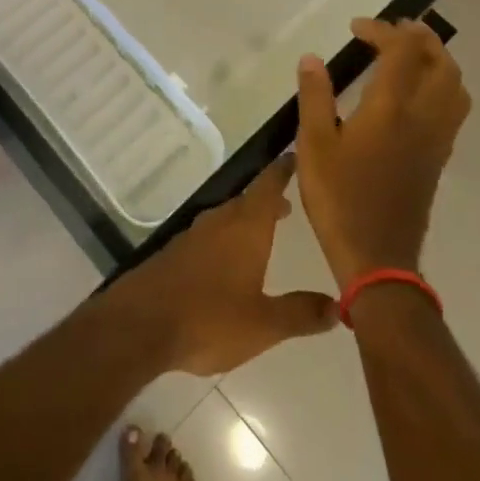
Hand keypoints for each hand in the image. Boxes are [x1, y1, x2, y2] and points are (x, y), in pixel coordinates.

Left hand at [107, 156, 335, 375]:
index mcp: (245, 228)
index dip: (282, 170)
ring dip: (246, 220)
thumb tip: (338, 305)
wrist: (141, 323)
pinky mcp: (175, 252)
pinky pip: (209, 235)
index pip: (268, 186)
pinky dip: (226, 237)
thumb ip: (301, 313)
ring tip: (264, 231)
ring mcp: (193, 235)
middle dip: (268, 200)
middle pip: (247, 200)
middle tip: (288, 205)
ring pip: (226, 217)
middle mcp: (219, 221)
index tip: (295, 156)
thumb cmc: (209, 318)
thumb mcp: (264, 324)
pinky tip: (228, 260)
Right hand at [293, 17, 470, 285]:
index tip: (356, 28)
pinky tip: (415, 95)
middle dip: (421, 37)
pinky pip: (454, 108)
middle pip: (441, 62)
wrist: (378, 257)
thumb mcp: (313, 145)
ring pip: (455, 86)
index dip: (382, 30)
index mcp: (391, 108)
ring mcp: (437, 139)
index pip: (401, 51)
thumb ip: (315, 97)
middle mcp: (424, 117)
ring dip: (437, 60)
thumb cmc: (339, 198)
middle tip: (392, 30)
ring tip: (410, 54)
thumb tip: (312, 59)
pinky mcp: (439, 158)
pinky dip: (441, 85)